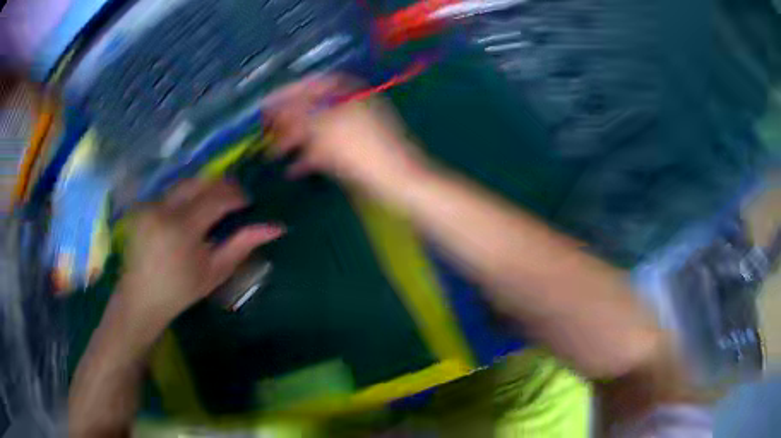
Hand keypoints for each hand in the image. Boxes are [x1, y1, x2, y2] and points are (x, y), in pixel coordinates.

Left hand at [116, 179, 283, 333]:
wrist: (142, 297)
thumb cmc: (181, 290)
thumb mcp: (215, 272)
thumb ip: (242, 245)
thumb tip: (275, 228)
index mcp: (182, 229)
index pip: (216, 197)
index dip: (236, 195)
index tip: (248, 203)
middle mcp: (163, 209)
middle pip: (200, 182)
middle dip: (221, 187)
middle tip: (233, 201)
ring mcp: (150, 205)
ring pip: (185, 184)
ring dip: (203, 190)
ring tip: (212, 206)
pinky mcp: (142, 206)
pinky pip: (170, 192)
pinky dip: (186, 197)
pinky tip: (189, 213)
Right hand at [266, 76, 429, 200]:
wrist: (398, 183)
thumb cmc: (362, 149)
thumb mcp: (325, 127)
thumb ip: (297, 114)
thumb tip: (274, 105)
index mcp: (348, 93)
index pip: (312, 84)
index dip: (287, 92)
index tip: (265, 104)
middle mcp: (350, 106)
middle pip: (312, 107)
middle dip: (287, 120)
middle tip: (265, 131)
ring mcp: (353, 130)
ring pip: (317, 130)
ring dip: (294, 140)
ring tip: (273, 153)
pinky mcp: (355, 152)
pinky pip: (326, 149)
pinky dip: (309, 157)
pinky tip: (293, 169)